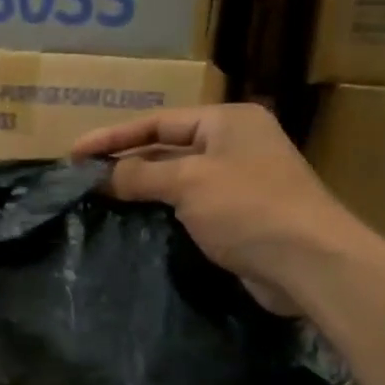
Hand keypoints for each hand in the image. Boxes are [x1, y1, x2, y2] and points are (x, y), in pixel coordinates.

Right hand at [72, 104, 367, 307]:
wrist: (309, 263)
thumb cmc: (249, 208)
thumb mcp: (189, 183)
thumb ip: (140, 175)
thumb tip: (100, 175)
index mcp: (228, 121)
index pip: (159, 122)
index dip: (114, 137)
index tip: (75, 153)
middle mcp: (235, 145)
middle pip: (167, 148)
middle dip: (126, 161)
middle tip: (83, 177)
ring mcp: (239, 182)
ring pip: (178, 179)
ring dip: (142, 188)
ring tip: (99, 198)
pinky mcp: (239, 217)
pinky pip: (190, 206)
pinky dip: (163, 210)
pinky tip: (134, 221)